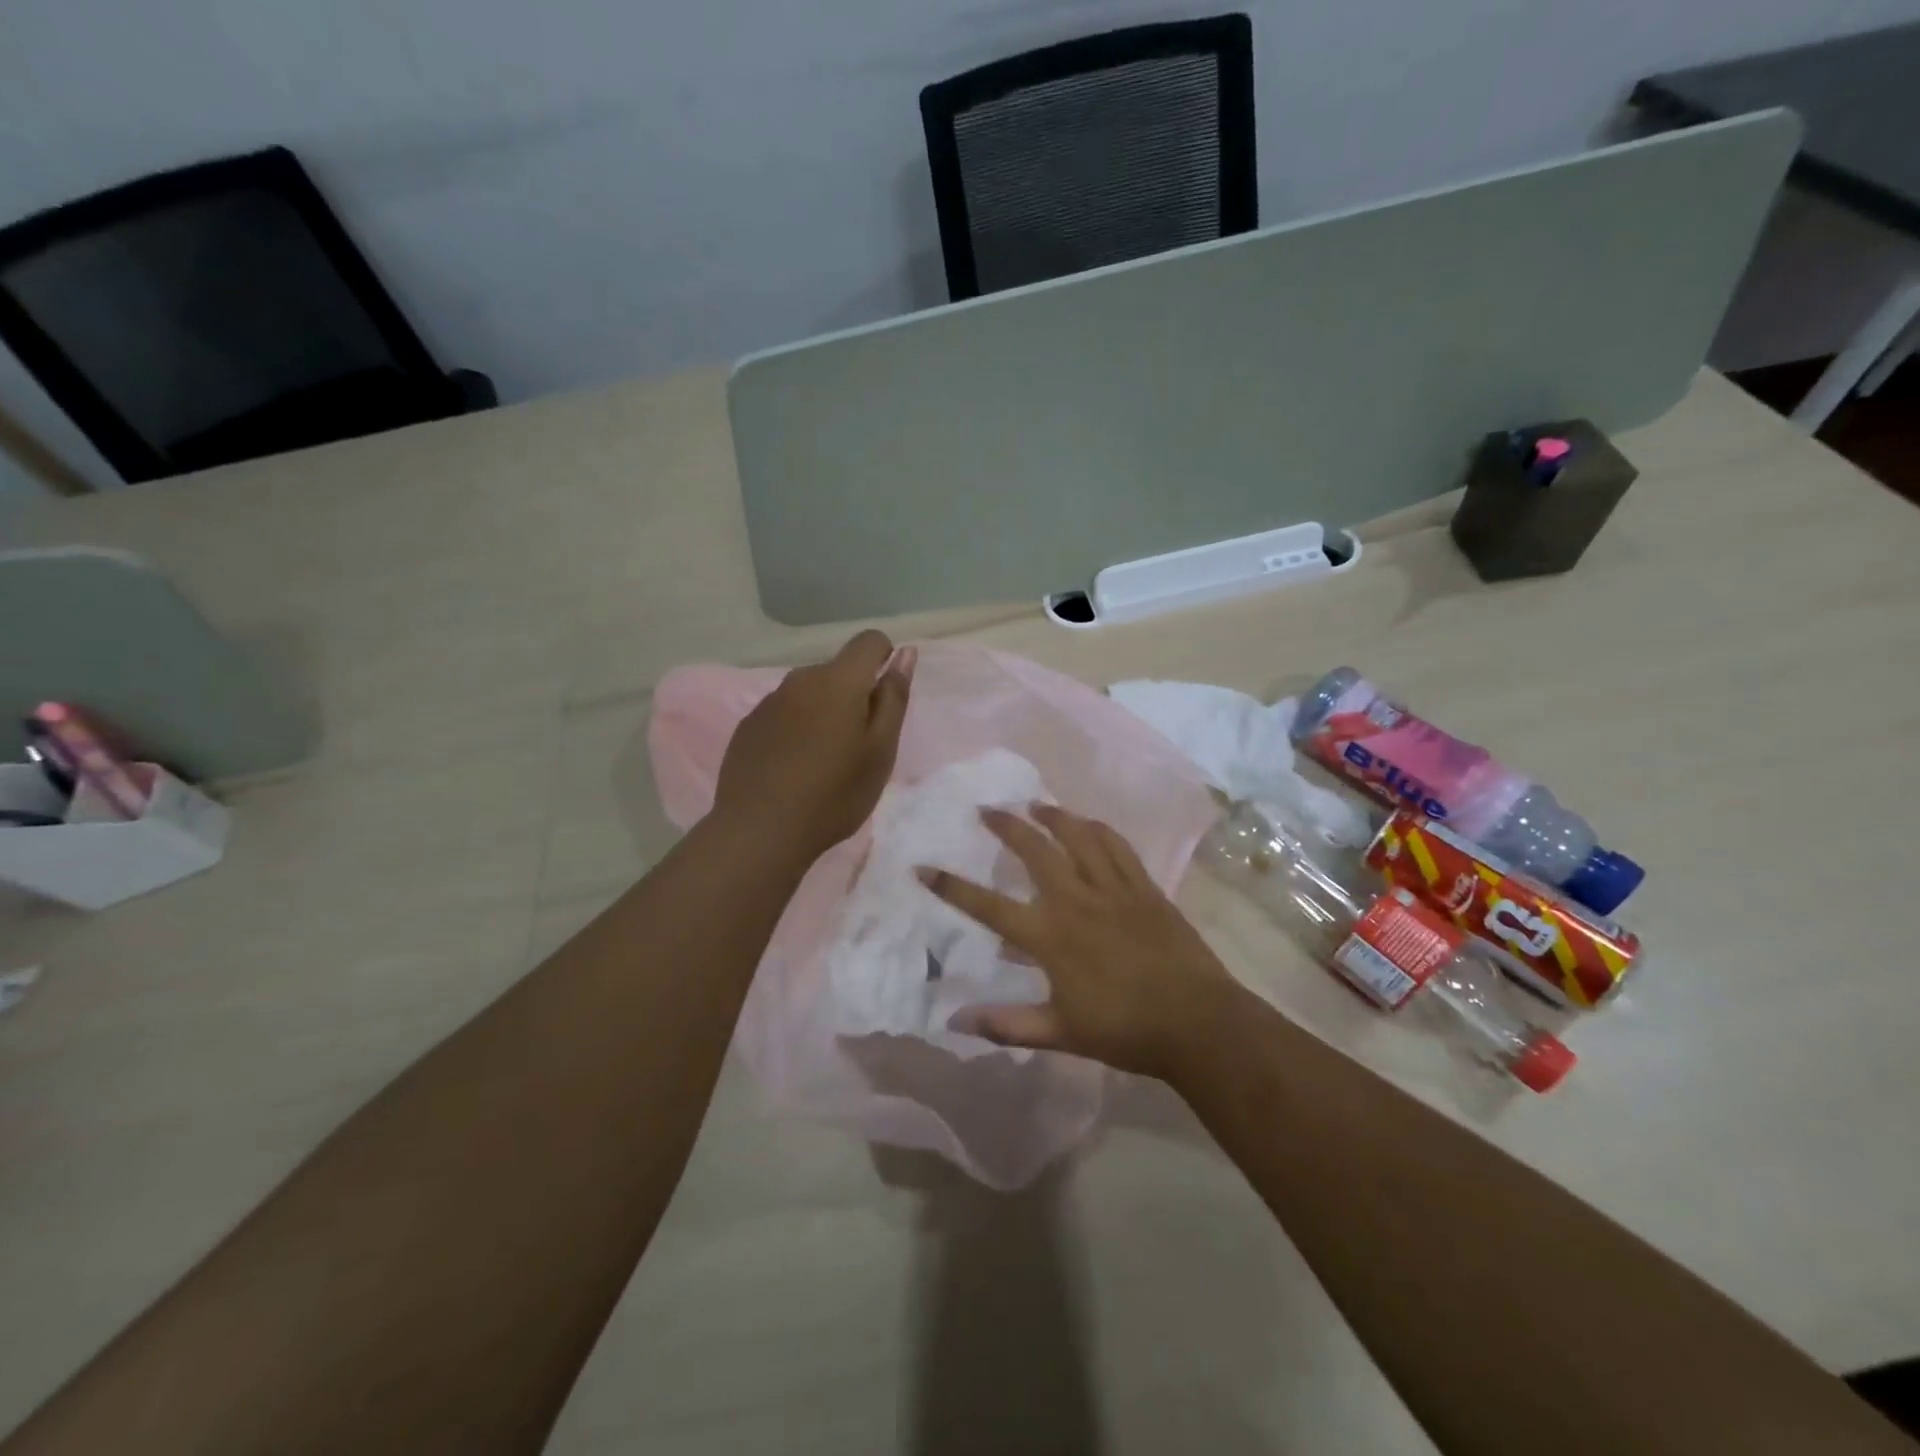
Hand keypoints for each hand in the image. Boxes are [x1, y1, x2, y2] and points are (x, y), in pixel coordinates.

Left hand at [713, 630, 913, 861]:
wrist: (761, 831)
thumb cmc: (835, 794)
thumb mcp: (880, 750)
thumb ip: (893, 697)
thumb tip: (904, 653)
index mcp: (838, 680)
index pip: (869, 641)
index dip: (885, 660)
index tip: (884, 702)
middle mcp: (800, 679)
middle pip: (838, 671)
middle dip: (854, 696)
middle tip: (857, 748)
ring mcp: (769, 701)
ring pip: (809, 694)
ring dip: (823, 713)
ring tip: (823, 763)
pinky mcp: (748, 725)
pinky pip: (783, 714)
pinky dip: (796, 730)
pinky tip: (792, 769)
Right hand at [919, 805, 1244, 1080]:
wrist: (1196, 1022)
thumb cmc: (1123, 1030)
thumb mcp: (1059, 1033)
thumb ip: (1006, 1024)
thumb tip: (955, 1020)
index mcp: (1050, 936)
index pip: (989, 906)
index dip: (952, 887)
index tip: (924, 868)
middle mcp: (1076, 901)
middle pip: (1034, 851)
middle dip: (1006, 826)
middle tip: (987, 810)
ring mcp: (1113, 889)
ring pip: (1078, 837)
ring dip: (1053, 817)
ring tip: (1035, 805)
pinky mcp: (1144, 887)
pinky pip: (1117, 847)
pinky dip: (1098, 830)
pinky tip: (1089, 823)